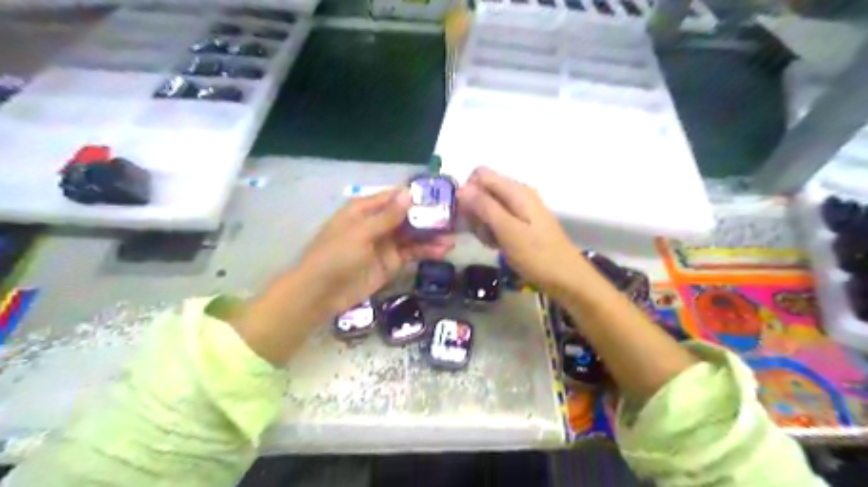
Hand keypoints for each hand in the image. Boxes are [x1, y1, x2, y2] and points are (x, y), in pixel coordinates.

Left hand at [236, 188, 455, 363]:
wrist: (320, 294)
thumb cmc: (335, 256)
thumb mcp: (360, 233)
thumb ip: (387, 216)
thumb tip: (409, 193)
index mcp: (365, 209)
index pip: (395, 197)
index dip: (417, 196)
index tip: (442, 195)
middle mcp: (378, 223)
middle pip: (408, 216)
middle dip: (430, 217)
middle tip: (456, 217)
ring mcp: (386, 244)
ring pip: (413, 235)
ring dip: (432, 235)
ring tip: (455, 236)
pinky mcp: (392, 263)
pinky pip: (412, 253)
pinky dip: (427, 251)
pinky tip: (444, 250)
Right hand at [456, 165, 586, 295]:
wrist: (566, 278)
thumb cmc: (537, 255)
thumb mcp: (507, 231)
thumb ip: (484, 207)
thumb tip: (461, 188)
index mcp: (516, 190)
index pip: (480, 174)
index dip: (468, 191)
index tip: (465, 215)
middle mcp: (518, 194)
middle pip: (483, 190)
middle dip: (474, 210)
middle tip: (479, 233)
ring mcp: (520, 209)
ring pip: (488, 207)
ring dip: (482, 223)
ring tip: (490, 242)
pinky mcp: (521, 223)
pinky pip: (498, 220)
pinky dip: (492, 231)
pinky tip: (496, 245)